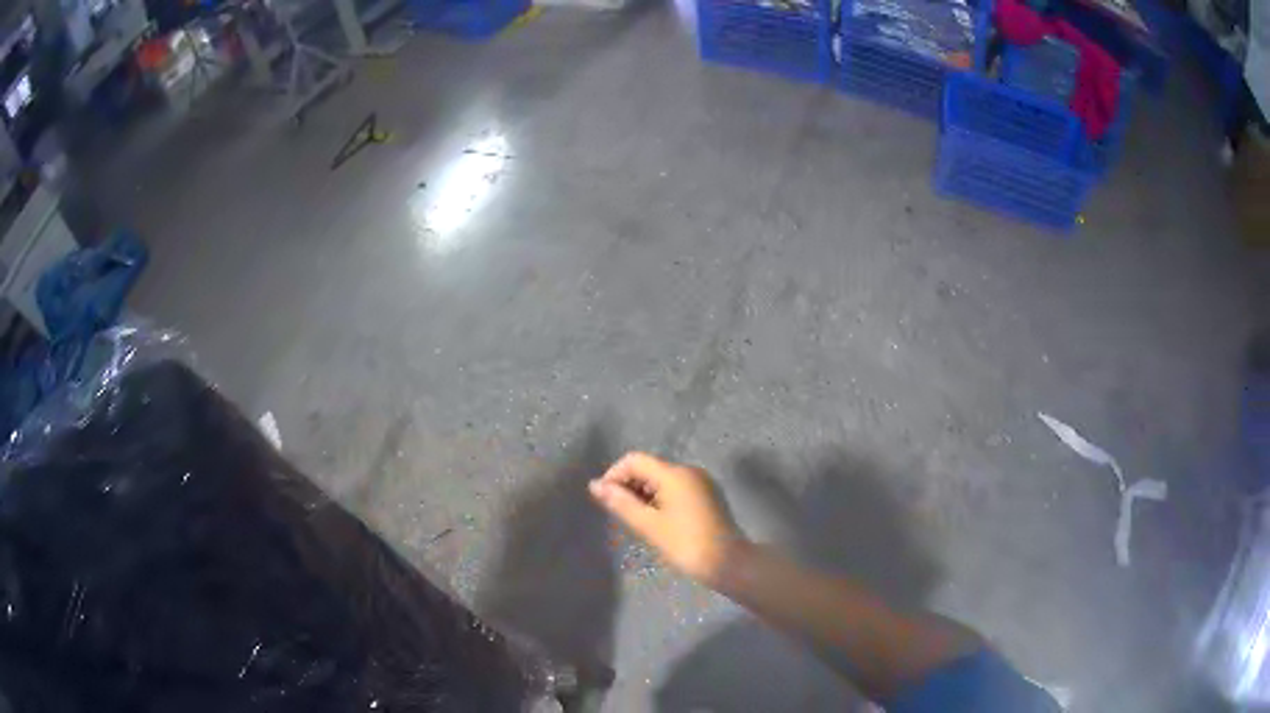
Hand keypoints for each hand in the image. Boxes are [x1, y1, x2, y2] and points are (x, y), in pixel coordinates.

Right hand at [589, 452, 741, 585]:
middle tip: (618, 516)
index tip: (605, 500)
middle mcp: (689, 471)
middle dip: (629, 487)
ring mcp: (701, 483)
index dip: (614, 475)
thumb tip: (594, 485)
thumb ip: (620, 502)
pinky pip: (676, 489)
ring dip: (644, 495)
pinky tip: (657, 523)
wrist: (728, 563)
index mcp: (674, 473)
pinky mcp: (708, 496)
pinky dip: (660, 500)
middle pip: (648, 468)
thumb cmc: (685, 544)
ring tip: (636, 522)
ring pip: (662, 480)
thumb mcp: (648, 525)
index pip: (634, 460)